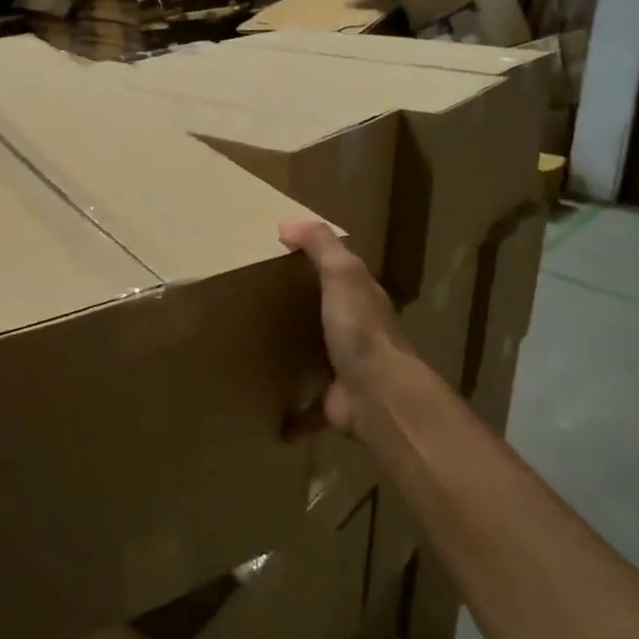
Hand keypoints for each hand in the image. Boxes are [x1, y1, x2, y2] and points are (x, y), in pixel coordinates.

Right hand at [280, 220, 409, 439]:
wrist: (378, 396)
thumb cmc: (360, 329)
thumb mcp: (342, 274)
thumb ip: (320, 245)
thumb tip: (287, 222)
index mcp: (363, 300)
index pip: (342, 275)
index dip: (318, 264)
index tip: (282, 258)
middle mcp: (358, 333)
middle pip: (329, 316)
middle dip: (303, 311)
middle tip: (262, 303)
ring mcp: (347, 370)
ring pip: (319, 358)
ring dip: (298, 357)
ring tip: (260, 351)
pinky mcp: (334, 403)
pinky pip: (309, 407)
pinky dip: (293, 414)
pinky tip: (272, 416)